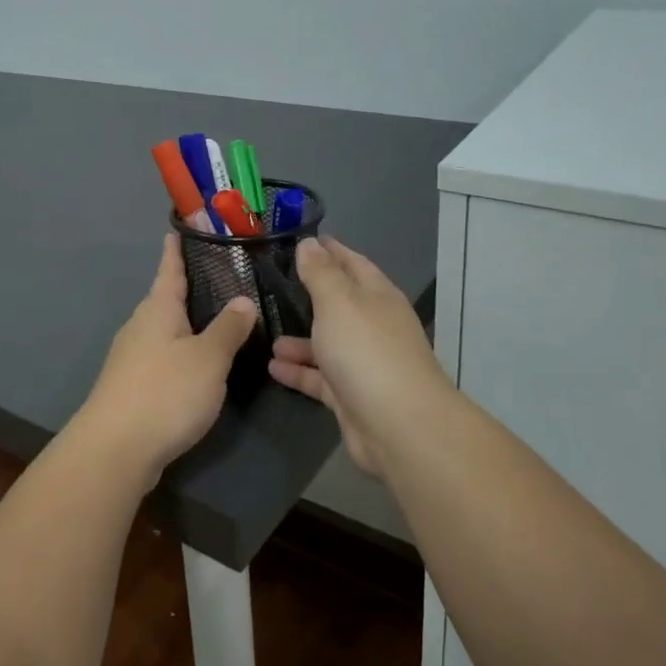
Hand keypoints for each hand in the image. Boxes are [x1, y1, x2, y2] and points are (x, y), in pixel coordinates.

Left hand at [70, 234, 258, 489]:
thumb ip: (228, 328)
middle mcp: (140, 326)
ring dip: (184, 323)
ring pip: (163, 330)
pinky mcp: (130, 386)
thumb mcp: (208, 358)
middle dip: (187, 289)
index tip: (178, 229)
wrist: (114, 450)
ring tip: (215, 319)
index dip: (176, 250)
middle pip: (165, 299)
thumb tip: (243, 300)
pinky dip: (179, 352)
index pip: (169, 269)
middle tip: (219, 277)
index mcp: (158, 309)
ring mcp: (130, 357)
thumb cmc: (165, 392)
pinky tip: (196, 364)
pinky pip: (160, 356)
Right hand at [268, 236, 454, 482]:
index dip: (330, 250)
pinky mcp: (352, 396)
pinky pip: (320, 378)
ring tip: (266, 334)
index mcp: (377, 296)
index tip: (302, 240)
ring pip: (327, 343)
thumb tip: (310, 243)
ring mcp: (364, 363)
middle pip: (339, 304)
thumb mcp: (338, 302)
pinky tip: (272, 367)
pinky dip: (299, 371)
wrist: (399, 426)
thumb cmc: (366, 351)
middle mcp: (374, 326)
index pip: (352, 263)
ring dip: (299, 339)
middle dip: (310, 295)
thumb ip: (320, 273)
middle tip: (274, 285)